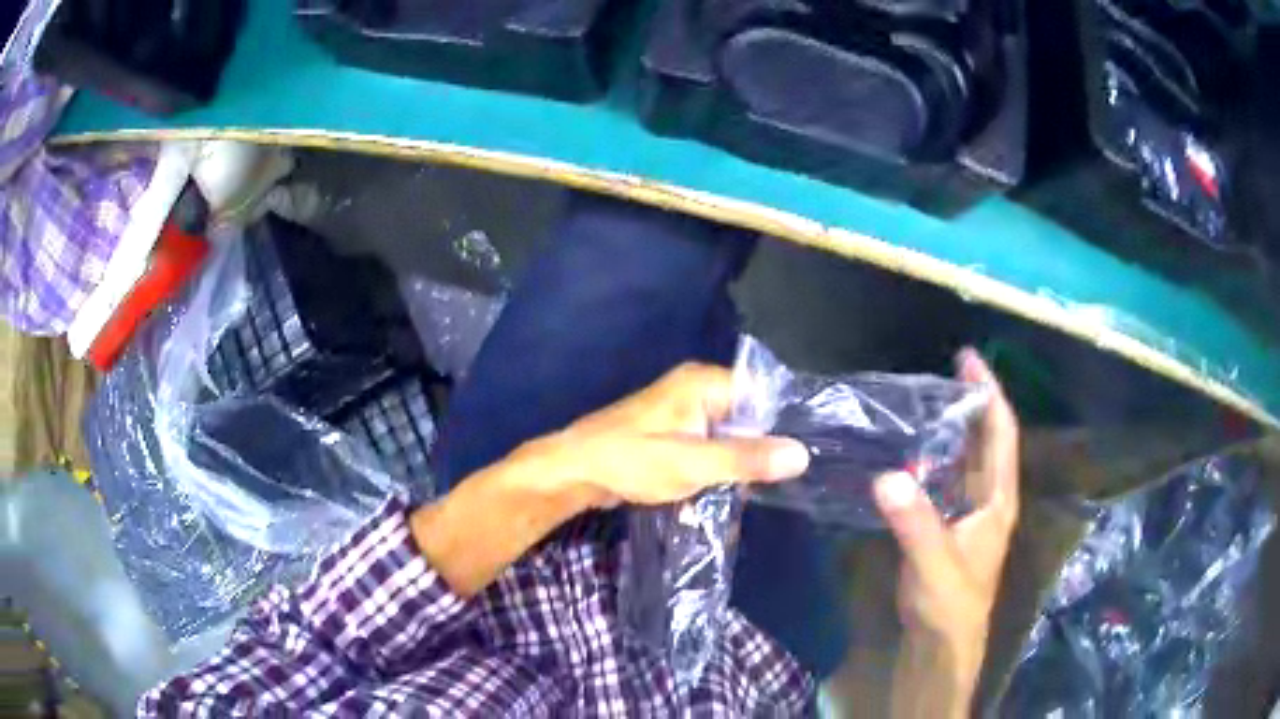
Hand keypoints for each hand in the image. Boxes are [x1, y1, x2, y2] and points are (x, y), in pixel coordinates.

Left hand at [549, 363, 811, 505]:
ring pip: (726, 434)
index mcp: (703, 382)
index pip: (761, 394)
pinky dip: (713, 466)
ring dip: (733, 461)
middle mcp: (695, 388)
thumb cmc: (631, 460)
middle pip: (745, 415)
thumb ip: (747, 459)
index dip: (779, 424)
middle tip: (770, 482)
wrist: (573, 471)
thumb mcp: (694, 464)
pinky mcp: (670, 432)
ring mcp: (680, 411)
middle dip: (755, 448)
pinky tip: (717, 490)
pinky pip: (706, 445)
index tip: (795, 457)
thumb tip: (801, 454)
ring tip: (746, 490)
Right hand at [873, 349, 1019, 716]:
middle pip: (984, 440)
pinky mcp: (945, 524)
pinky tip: (909, 450)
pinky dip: (931, 457)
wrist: (941, 642)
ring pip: (964, 458)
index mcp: (997, 499)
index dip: (988, 394)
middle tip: (943, 371)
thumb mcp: (935, 564)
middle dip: (970, 403)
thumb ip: (915, 523)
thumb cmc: (950, 604)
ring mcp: (966, 512)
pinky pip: (942, 479)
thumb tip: (887, 476)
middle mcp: (986, 498)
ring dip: (951, 428)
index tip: (970, 359)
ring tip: (924, 401)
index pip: (1000, 434)